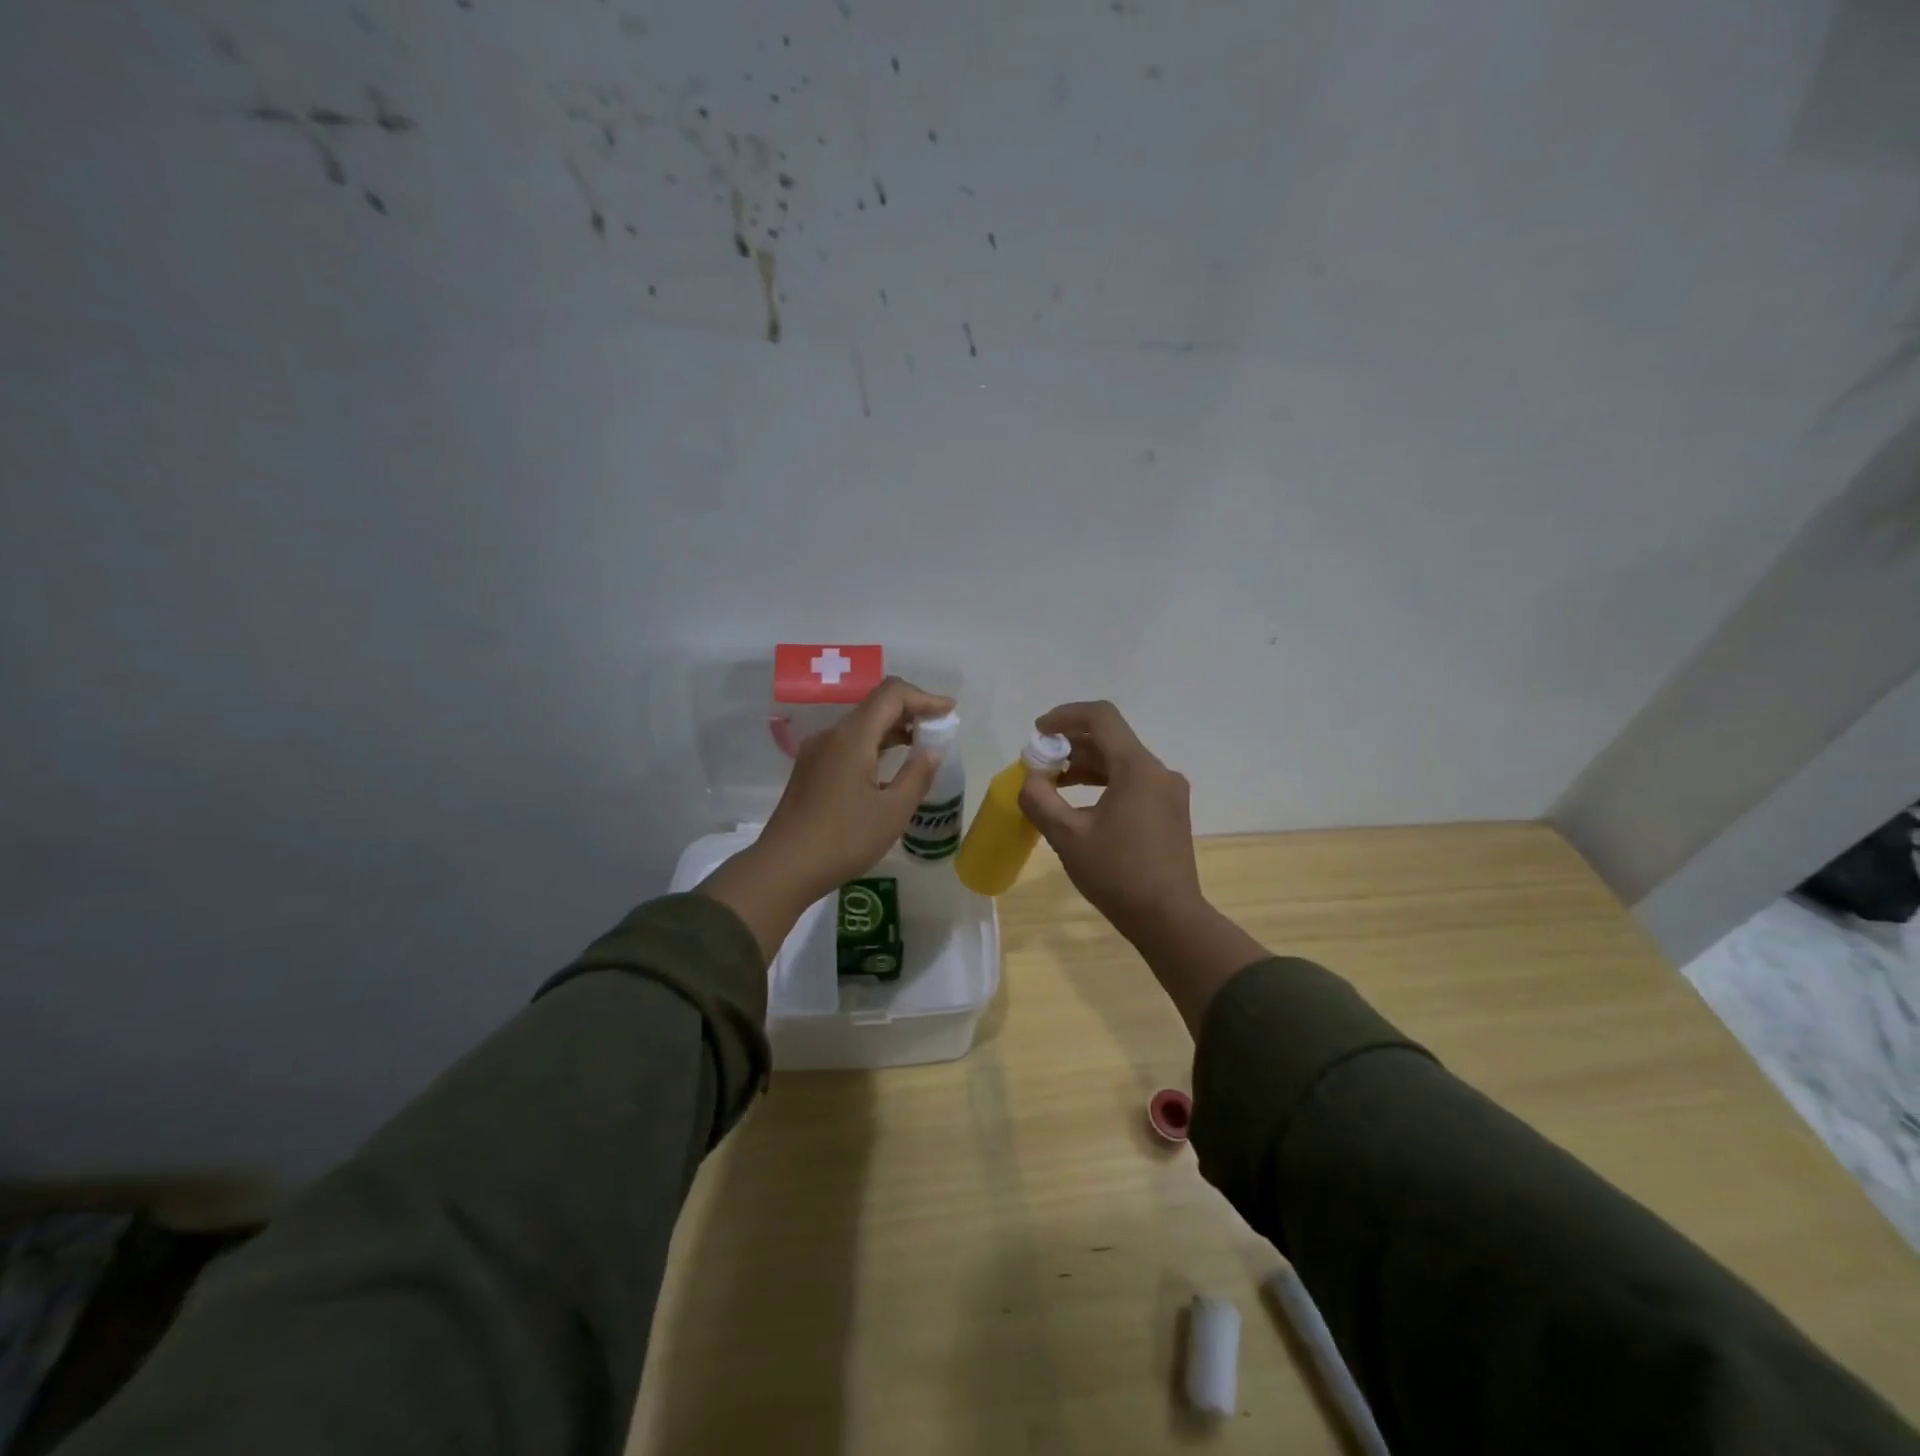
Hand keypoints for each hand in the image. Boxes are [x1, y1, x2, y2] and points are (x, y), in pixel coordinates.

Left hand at [699, 677, 953, 958]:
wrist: (784, 867)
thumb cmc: (844, 839)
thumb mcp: (893, 811)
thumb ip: (917, 774)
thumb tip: (932, 749)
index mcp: (853, 737)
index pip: (892, 693)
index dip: (924, 698)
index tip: (948, 713)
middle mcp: (832, 735)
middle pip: (876, 705)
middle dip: (911, 711)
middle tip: (939, 731)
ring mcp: (817, 752)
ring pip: (861, 725)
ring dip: (892, 729)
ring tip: (920, 748)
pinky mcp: (811, 769)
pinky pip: (848, 744)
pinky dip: (874, 745)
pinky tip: (888, 767)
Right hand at [1019, 700, 1266, 1035]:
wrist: (1168, 918)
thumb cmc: (1117, 874)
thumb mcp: (1067, 836)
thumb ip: (1040, 799)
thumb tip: (1031, 779)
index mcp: (1137, 768)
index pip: (1100, 717)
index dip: (1065, 716)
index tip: (1038, 732)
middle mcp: (1158, 771)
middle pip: (1110, 739)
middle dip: (1070, 745)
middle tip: (1038, 764)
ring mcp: (1168, 792)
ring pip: (1121, 762)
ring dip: (1085, 766)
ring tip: (1052, 784)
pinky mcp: (1169, 812)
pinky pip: (1132, 783)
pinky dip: (1103, 784)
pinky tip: (1079, 806)